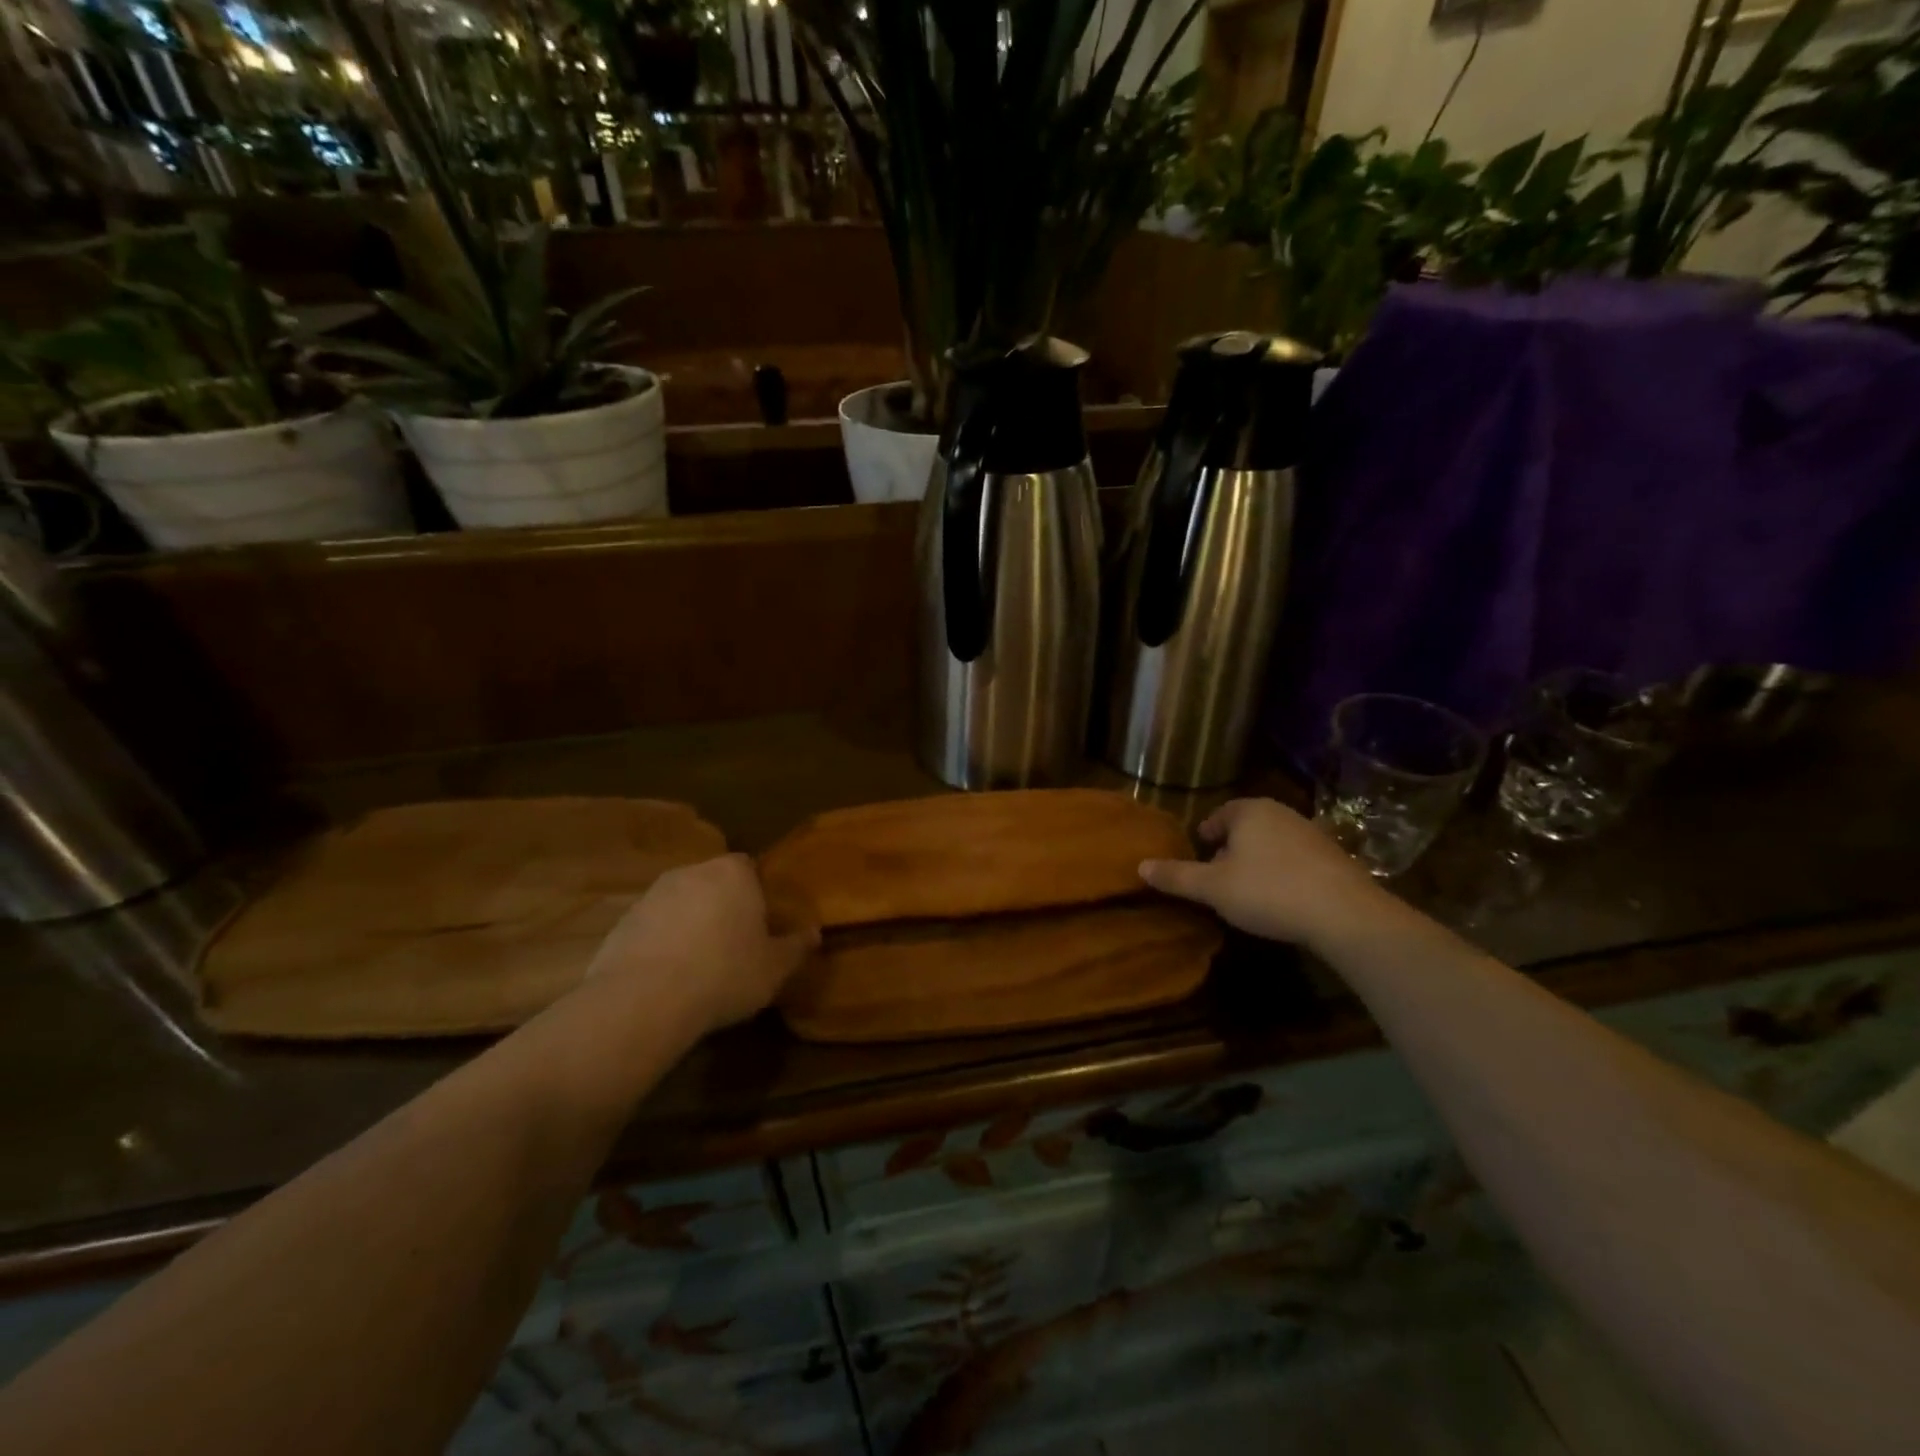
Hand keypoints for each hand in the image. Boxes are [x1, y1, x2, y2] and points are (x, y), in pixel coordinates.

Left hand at [586, 854, 817, 1036]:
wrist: (644, 1000)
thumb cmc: (724, 974)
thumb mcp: (774, 968)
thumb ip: (796, 947)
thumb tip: (814, 932)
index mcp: (733, 872)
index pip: (750, 869)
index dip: (757, 896)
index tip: (761, 926)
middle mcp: (692, 872)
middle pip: (714, 883)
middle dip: (723, 907)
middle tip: (734, 946)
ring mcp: (652, 895)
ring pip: (682, 904)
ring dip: (691, 925)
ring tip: (699, 966)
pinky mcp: (622, 922)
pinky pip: (653, 927)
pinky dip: (662, 944)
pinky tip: (668, 978)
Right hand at [1139, 798, 1385, 952]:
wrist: (1345, 914)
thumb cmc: (1268, 891)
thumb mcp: (1212, 888)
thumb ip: (1176, 876)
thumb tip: (1140, 866)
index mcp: (1249, 811)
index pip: (1219, 815)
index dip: (1206, 834)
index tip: (1200, 853)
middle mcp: (1281, 813)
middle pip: (1246, 827)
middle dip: (1231, 848)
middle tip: (1218, 874)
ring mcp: (1312, 833)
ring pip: (1272, 842)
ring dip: (1258, 861)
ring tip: (1248, 889)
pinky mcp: (1335, 858)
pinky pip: (1297, 859)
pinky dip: (1284, 873)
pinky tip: (1282, 898)